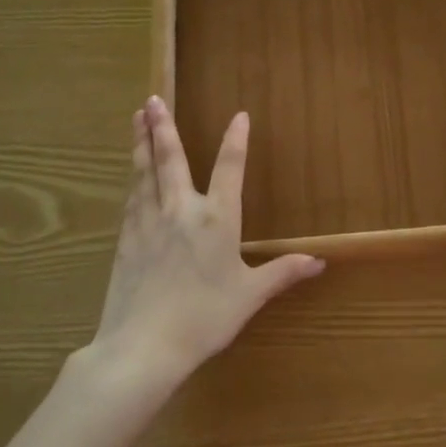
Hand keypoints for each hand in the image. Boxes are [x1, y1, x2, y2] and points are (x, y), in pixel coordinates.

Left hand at [85, 96, 323, 387]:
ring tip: (137, 117)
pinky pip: (132, 198)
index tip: (239, 115)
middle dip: (163, 126)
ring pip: (144, 172)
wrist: (142, 347)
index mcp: (216, 219)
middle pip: (171, 159)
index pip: (229, 168)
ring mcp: (148, 222)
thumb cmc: (204, 319)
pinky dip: (133, 177)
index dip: (235, 140)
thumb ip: (282, 273)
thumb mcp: (249, 296)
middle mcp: (180, 210)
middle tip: (152, 99)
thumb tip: (319, 262)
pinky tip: (131, 172)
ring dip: (141, 142)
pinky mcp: (126, 239)